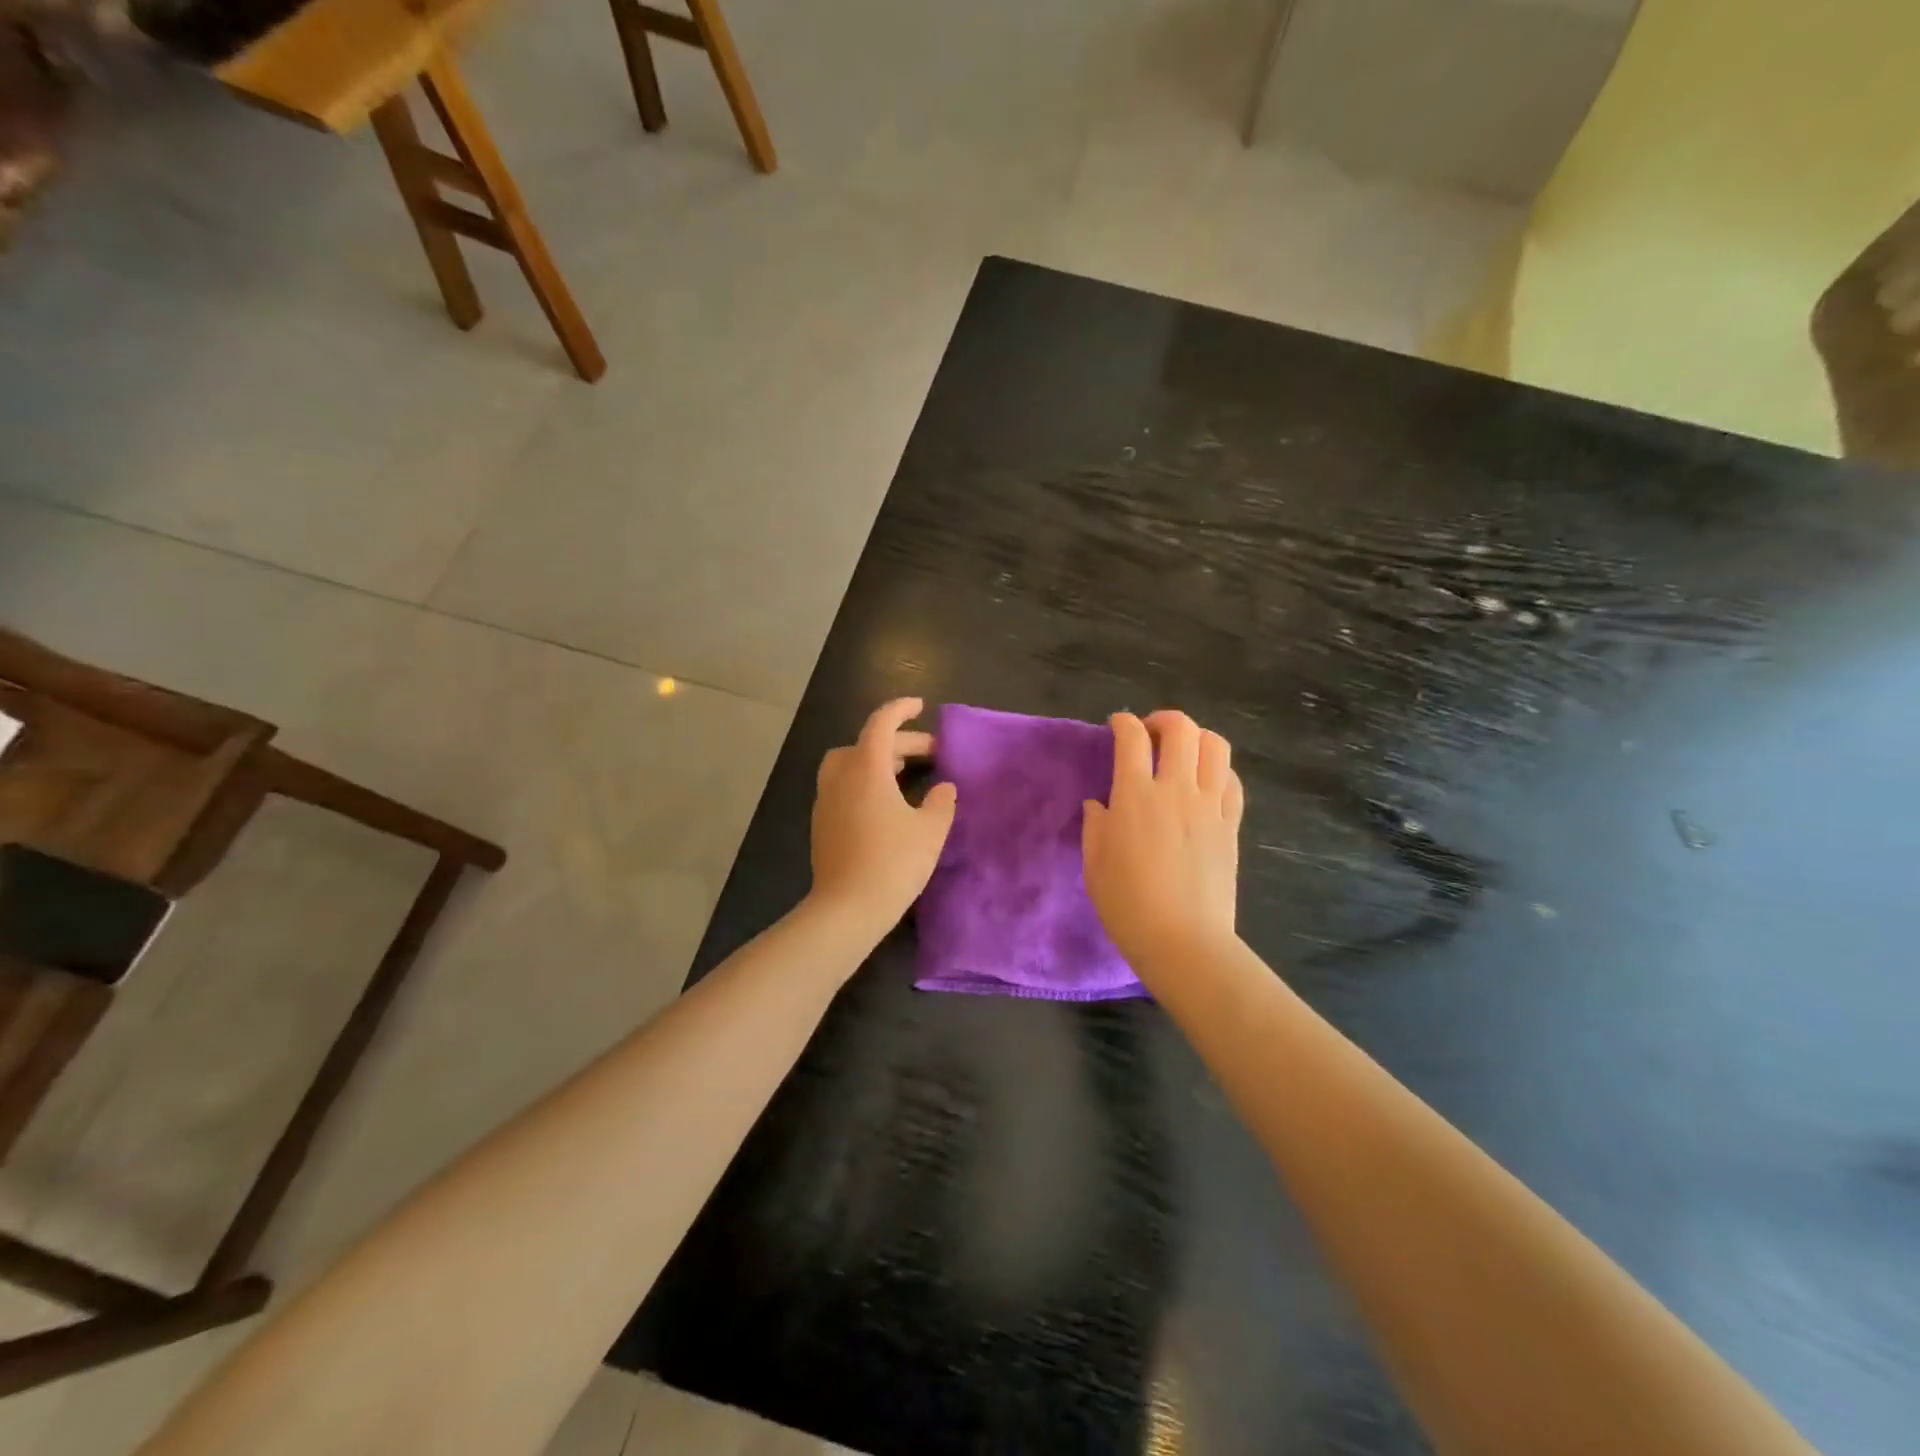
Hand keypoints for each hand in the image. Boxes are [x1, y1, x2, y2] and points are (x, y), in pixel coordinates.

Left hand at [807, 698, 957, 941]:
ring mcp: (826, 801)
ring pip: (849, 764)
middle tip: (930, 752)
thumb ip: (941, 803)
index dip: (900, 710)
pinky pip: (843, 786)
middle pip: (867, 744)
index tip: (919, 706)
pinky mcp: (821, 823)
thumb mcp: (931, 830)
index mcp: (866, 769)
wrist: (847, 909)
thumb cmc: (894, 863)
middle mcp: (840, 777)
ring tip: (905, 772)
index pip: (881, 724)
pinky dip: (864, 780)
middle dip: (899, 741)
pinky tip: (885, 803)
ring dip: (877, 759)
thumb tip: (943, 788)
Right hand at [1082, 710, 1243, 969]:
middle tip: (1150, 733)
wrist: (1183, 941)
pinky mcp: (1230, 825)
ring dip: (1197, 738)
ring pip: (1215, 746)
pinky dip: (1218, 769)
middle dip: (1163, 719)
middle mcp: (1176, 790)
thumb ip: (1096, 825)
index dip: (1123, 722)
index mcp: (1135, 796)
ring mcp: (1209, 806)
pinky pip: (1232, 781)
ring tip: (1183, 752)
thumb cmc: (1127, 905)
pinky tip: (1205, 782)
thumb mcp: (1094, 863)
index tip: (1117, 725)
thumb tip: (1100, 804)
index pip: (1132, 738)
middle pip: (1182, 729)